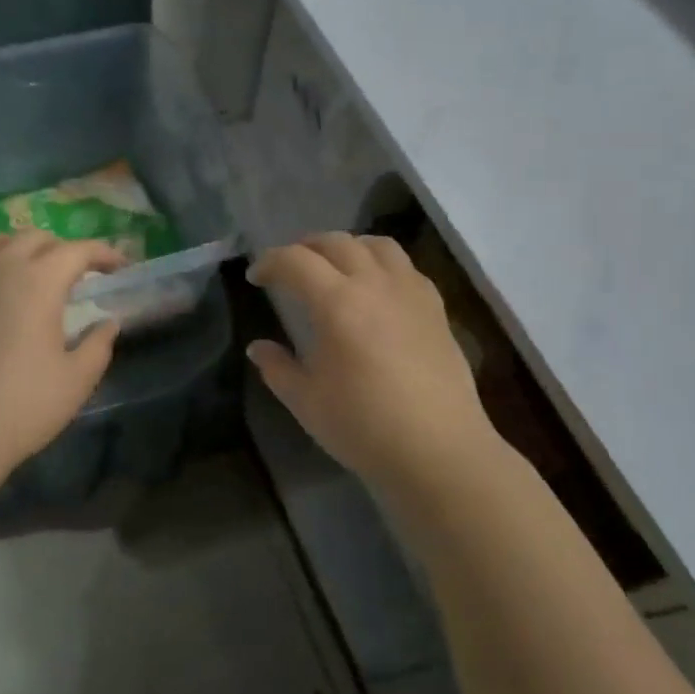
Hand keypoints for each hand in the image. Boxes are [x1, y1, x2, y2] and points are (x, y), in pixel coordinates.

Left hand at [0, 233, 125, 483]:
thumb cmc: (22, 406)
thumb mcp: (77, 379)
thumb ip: (98, 344)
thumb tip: (109, 322)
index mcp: (39, 281)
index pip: (77, 251)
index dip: (103, 253)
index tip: (119, 267)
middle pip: (33, 239)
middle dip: (60, 249)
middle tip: (74, 273)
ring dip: (13, 247)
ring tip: (22, 268)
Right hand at [248, 233, 499, 491]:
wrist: (438, 451)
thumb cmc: (364, 427)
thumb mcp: (307, 402)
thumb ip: (277, 368)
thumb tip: (258, 347)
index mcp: (337, 303)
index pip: (296, 261)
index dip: (270, 262)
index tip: (256, 277)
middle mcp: (375, 284)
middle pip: (336, 242)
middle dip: (305, 246)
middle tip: (289, 266)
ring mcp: (410, 292)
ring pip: (377, 245)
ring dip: (348, 246)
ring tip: (334, 266)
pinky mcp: (436, 308)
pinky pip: (406, 266)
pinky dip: (382, 263)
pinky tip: (376, 288)